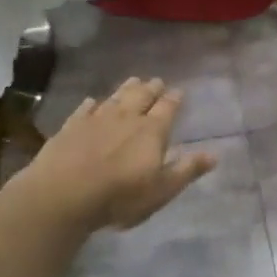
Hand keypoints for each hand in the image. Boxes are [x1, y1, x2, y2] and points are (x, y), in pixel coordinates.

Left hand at [24, 77, 216, 229]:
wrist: (63, 194)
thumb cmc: (119, 196)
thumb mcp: (161, 189)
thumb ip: (186, 170)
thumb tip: (214, 154)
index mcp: (152, 131)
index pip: (167, 108)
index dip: (174, 99)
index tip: (179, 90)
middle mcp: (126, 118)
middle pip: (141, 96)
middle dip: (151, 88)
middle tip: (157, 80)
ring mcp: (96, 119)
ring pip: (115, 98)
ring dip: (126, 88)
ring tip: (133, 80)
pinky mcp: (71, 127)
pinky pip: (85, 109)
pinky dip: (92, 104)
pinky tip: (92, 101)